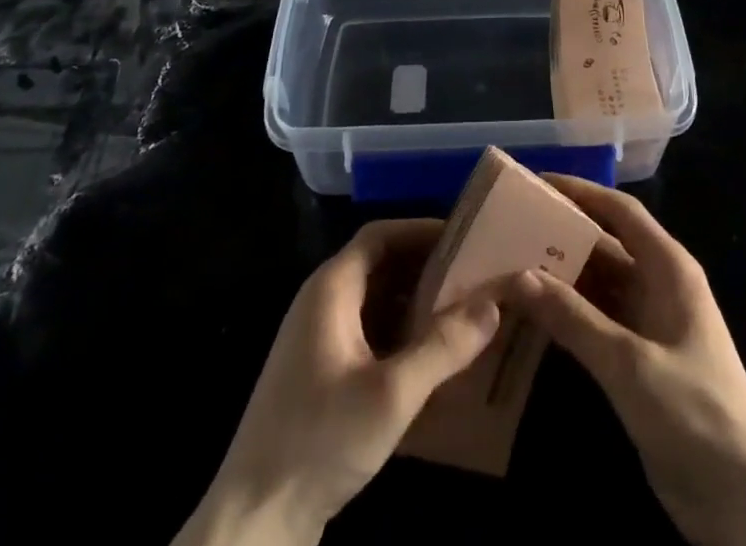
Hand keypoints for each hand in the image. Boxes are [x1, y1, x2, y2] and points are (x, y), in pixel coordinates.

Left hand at [177, 220, 500, 545]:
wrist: (253, 523)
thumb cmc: (320, 441)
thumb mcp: (391, 394)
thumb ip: (444, 347)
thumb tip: (493, 303)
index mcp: (331, 288)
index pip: (380, 235)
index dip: (422, 229)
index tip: (466, 237)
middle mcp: (321, 303)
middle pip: (380, 265)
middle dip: (426, 267)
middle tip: (474, 275)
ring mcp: (317, 341)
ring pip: (376, 303)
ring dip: (416, 303)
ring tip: (463, 313)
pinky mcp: (320, 376)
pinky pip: (368, 335)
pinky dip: (401, 335)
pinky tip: (431, 360)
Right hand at [508, 177, 745, 545]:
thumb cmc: (695, 413)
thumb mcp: (629, 363)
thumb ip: (573, 318)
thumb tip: (518, 275)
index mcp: (668, 268)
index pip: (620, 212)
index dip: (581, 192)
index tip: (536, 183)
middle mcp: (658, 286)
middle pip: (604, 245)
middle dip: (560, 236)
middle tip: (508, 229)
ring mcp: (648, 325)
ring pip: (596, 285)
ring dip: (559, 278)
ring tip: (507, 267)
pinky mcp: (638, 362)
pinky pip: (595, 322)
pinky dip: (565, 315)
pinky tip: (529, 317)